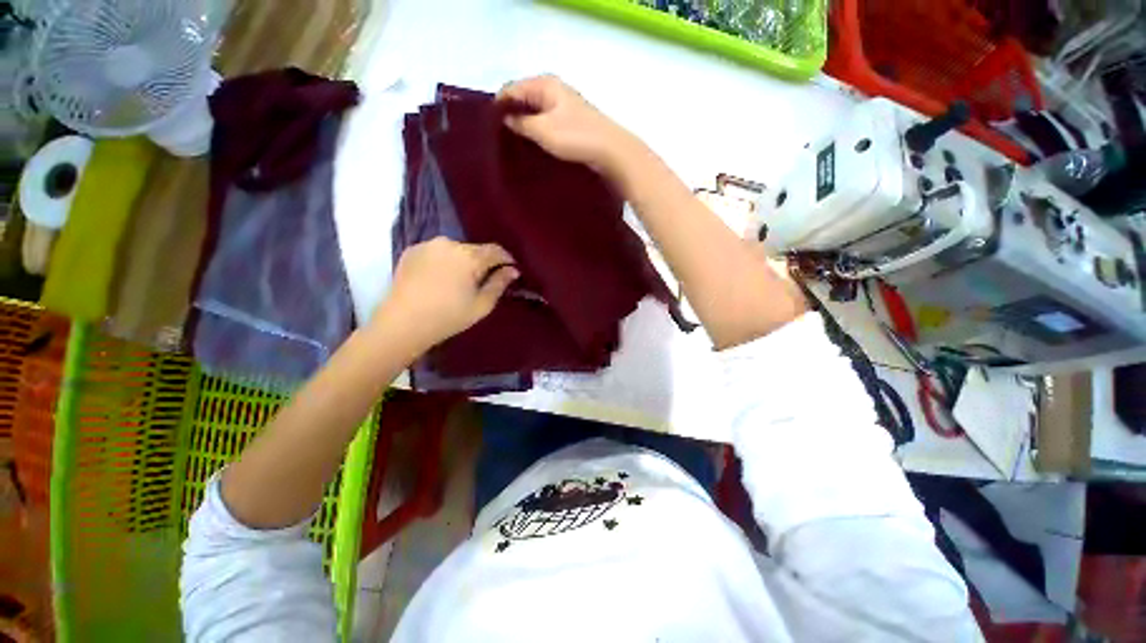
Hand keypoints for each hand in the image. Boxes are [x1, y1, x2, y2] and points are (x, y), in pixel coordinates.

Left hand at [375, 237, 519, 350]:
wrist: (402, 323)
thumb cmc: (448, 317)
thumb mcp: (482, 305)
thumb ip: (499, 284)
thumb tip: (513, 270)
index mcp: (469, 256)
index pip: (496, 250)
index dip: (506, 259)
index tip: (510, 270)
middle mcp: (449, 243)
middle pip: (475, 250)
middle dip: (482, 262)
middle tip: (482, 281)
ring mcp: (428, 245)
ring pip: (455, 250)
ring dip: (462, 261)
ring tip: (459, 281)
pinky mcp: (412, 250)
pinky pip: (437, 252)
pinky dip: (443, 261)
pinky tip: (439, 279)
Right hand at [498, 75, 641, 177]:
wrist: (610, 151)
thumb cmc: (576, 137)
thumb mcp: (543, 130)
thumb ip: (521, 123)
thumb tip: (505, 118)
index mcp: (545, 84)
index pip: (512, 88)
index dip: (499, 105)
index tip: (489, 128)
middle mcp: (554, 90)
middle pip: (524, 99)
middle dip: (511, 116)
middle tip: (500, 139)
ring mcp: (564, 106)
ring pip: (536, 112)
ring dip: (526, 126)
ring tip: (514, 145)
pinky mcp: (571, 122)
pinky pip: (547, 122)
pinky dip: (539, 131)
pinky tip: (533, 146)